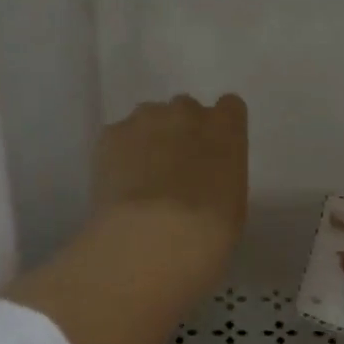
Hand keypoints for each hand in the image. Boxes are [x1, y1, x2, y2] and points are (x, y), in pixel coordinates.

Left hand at [92, 94, 248, 272]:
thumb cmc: (209, 230)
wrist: (154, 236)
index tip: (212, 151)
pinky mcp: (110, 134)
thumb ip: (221, 174)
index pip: (229, 107)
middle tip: (174, 170)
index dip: (219, 128)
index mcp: (226, 128)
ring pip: (148, 120)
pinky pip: (118, 137)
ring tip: (140, 180)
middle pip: (185, 111)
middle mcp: (186, 112)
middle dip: (181, 133)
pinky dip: (118, 155)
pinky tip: (117, 187)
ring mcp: (145, 119)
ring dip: (148, 140)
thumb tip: (204, 179)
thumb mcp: (233, 203)